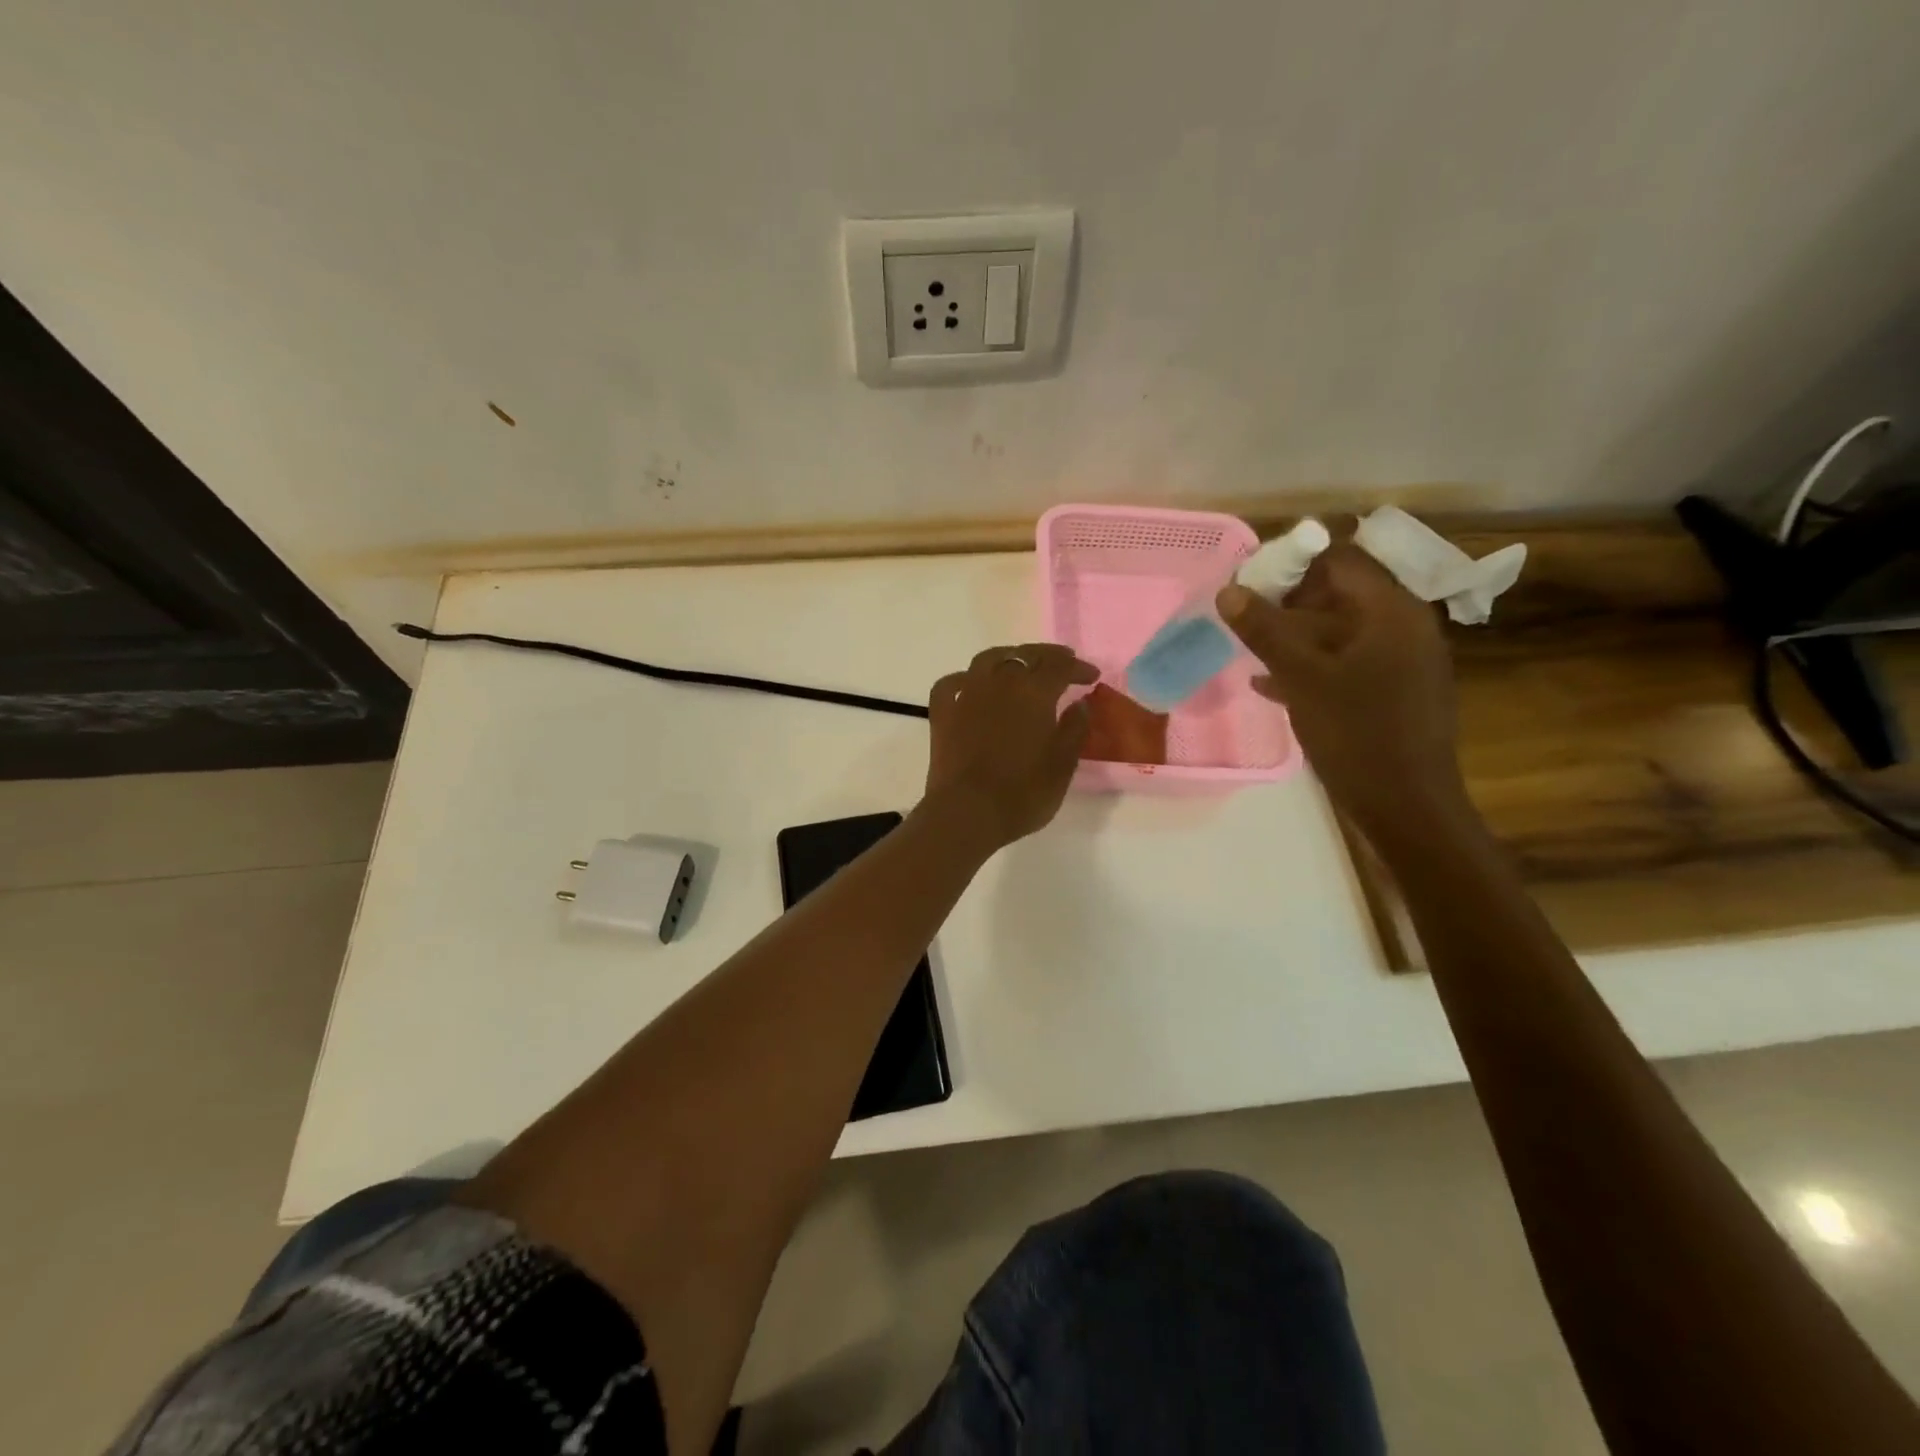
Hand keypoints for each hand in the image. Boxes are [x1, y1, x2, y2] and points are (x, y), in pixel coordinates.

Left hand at [923, 643, 1098, 849]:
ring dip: (1008, 657)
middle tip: (1062, 662)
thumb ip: (1074, 729)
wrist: (967, 812)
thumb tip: (1080, 704)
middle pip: (1025, 655)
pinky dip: (965, 679)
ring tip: (1019, 665)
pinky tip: (971, 686)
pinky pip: (952, 683)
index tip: (1092, 677)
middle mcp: (999, 683)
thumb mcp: (1062, 765)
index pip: (1060, 666)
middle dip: (1047, 656)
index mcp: (1033, 693)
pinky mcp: (942, 713)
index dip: (1078, 667)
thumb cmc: (1022, 793)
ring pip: (988, 659)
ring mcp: (966, 695)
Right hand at [1216, 543, 1472, 840]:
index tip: (1249, 584)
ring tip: (1251, 651)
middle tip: (1245, 621)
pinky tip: (1272, 685)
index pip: (1340, 559)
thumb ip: (1264, 630)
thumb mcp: (1301, 678)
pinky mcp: (1396, 692)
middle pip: (1340, 594)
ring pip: (1340, 631)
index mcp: (1391, 611)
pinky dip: (1313, 666)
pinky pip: (1349, 662)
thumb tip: (1228, 590)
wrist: (1406, 806)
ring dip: (1296, 637)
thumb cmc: (1356, 734)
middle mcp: (1405, 626)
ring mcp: (1404, 661)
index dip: (1291, 565)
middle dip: (1288, 603)